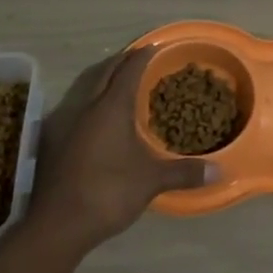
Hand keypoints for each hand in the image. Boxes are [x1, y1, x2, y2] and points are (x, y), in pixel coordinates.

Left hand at [23, 48, 215, 252]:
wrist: (57, 225)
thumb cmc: (108, 192)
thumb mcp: (151, 181)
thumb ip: (184, 172)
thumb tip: (220, 171)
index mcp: (111, 107)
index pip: (129, 71)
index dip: (142, 57)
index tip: (153, 47)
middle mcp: (85, 107)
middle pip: (103, 72)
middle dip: (121, 61)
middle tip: (137, 58)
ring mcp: (64, 123)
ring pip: (85, 87)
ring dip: (102, 79)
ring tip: (118, 82)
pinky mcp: (52, 141)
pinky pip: (74, 106)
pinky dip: (89, 100)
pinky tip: (96, 116)